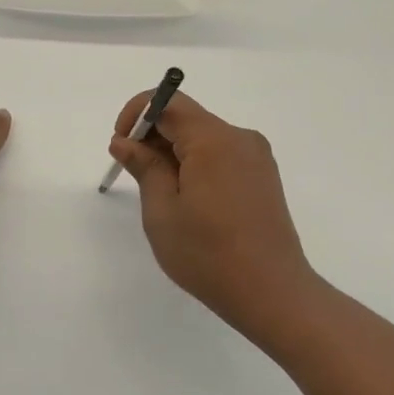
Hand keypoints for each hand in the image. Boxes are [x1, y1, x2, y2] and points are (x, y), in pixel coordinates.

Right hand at [109, 92, 317, 339]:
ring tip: (161, 196)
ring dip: (173, 153)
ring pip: (203, 138)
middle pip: (186, 118)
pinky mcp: (263, 177)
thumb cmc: (207, 254)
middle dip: (153, 136)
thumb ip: (143, 166)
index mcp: (213, 140)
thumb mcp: (162, 210)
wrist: (272, 293)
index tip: (121, 145)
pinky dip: (196, 165)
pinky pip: (221, 156)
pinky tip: (190, 203)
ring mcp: (256, 158)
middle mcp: (239, 138)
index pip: (168, 102)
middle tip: (134, 175)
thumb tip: (125, 141)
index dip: (136, 114)